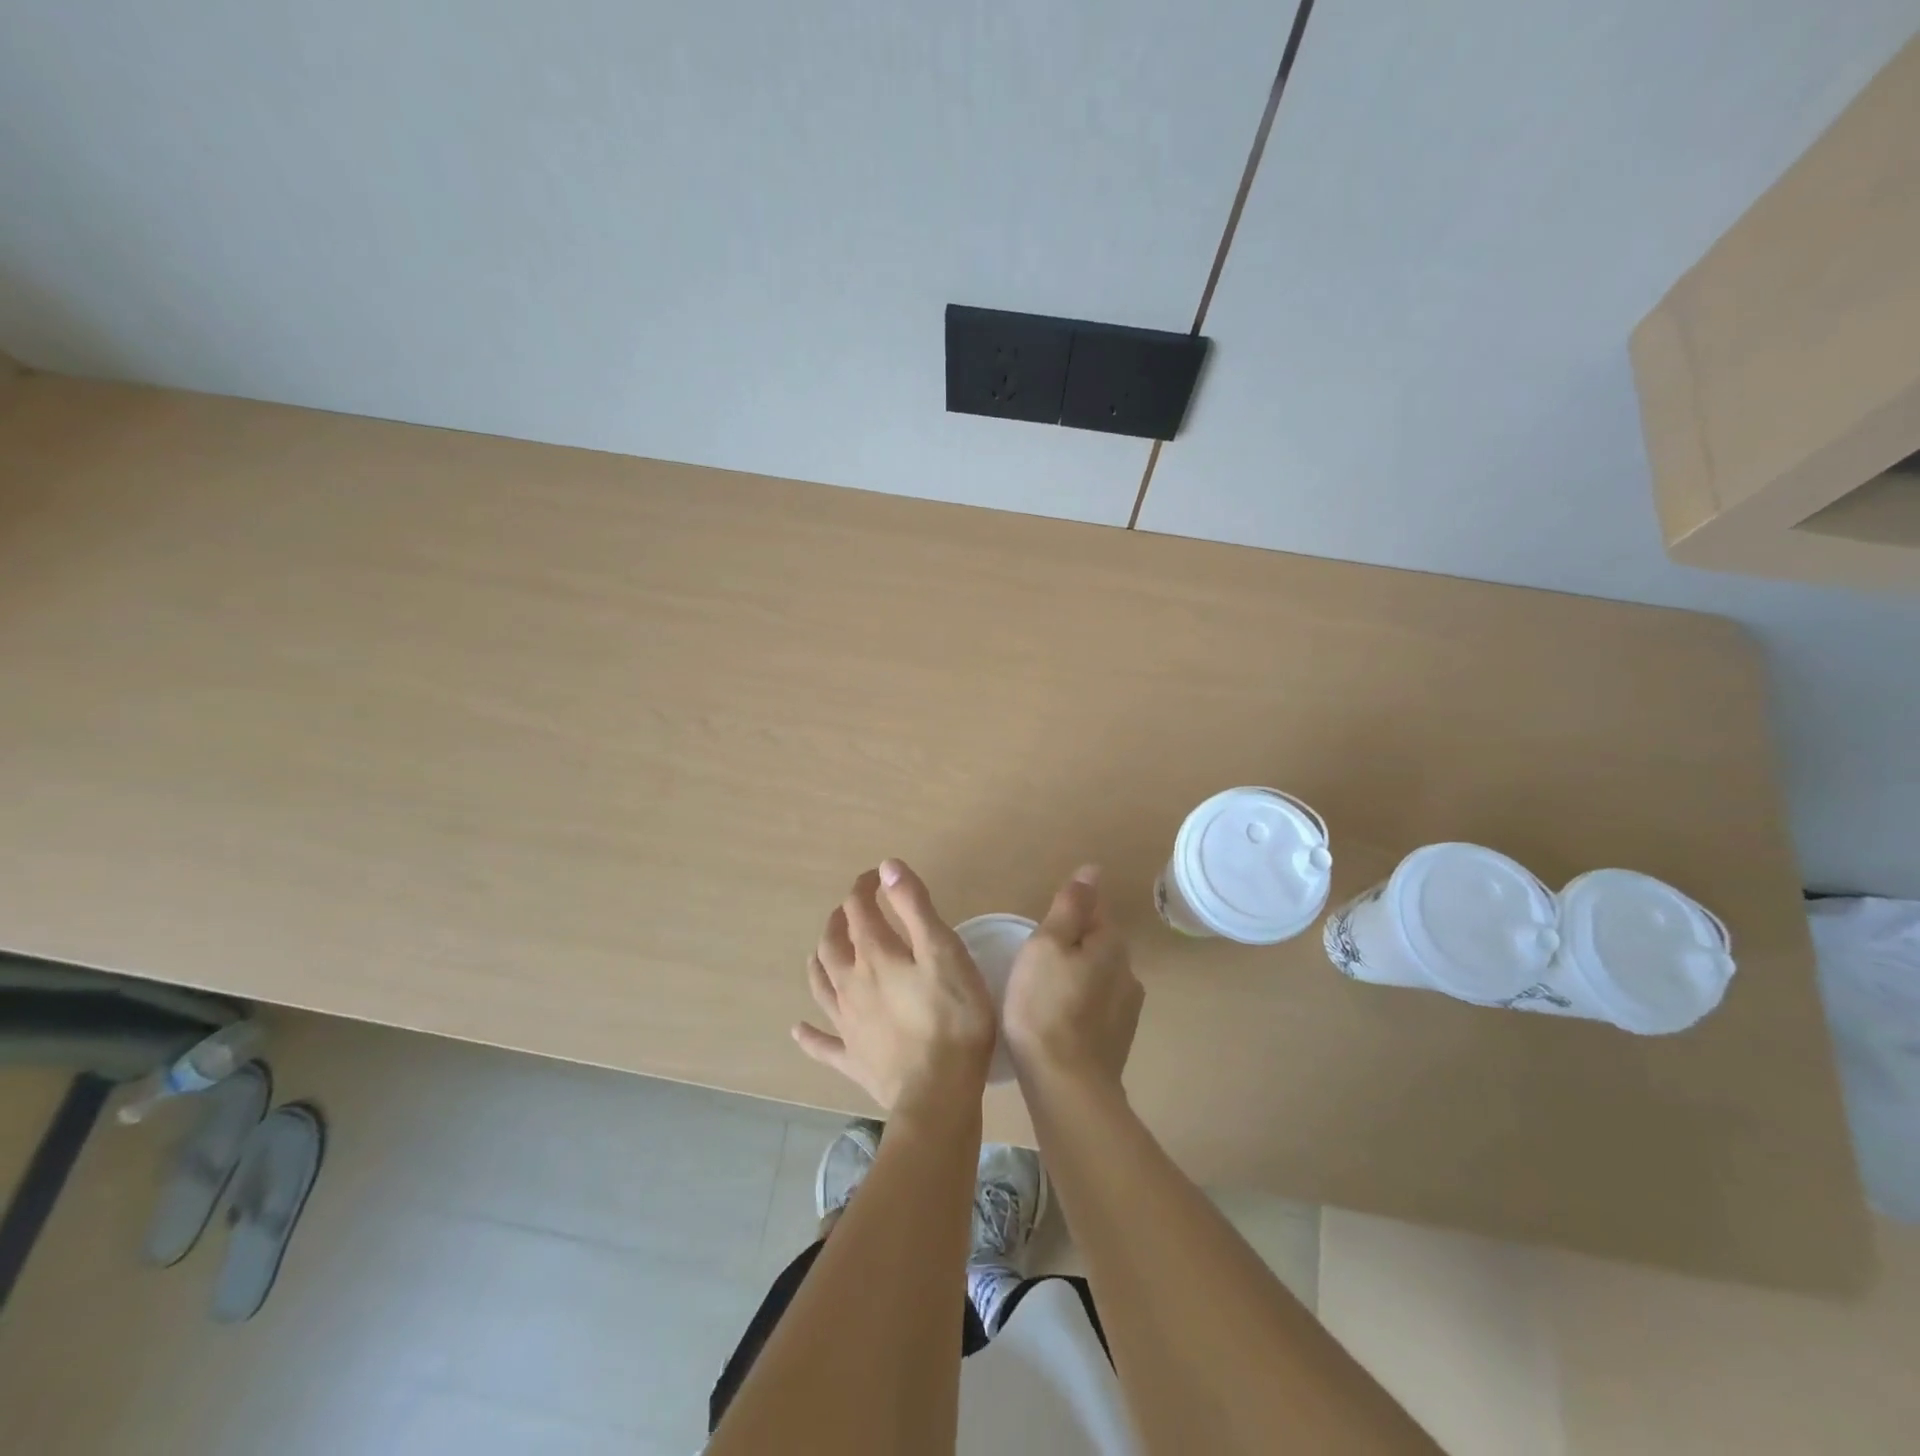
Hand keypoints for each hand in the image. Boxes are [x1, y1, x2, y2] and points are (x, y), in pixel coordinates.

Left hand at [794, 859, 996, 1116]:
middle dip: (839, 920)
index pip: (859, 910)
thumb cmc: (951, 1017)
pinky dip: (809, 1034)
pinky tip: (798, 1029)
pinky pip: (823, 1044)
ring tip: (822, 951)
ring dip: (820, 962)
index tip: (876, 878)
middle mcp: (851, 984)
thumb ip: (914, 906)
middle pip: (833, 944)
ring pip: (822, 985)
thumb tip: (887, 867)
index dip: (864, 888)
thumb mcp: (943, 951)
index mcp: (874, 956)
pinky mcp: (852, 1059)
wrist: (937, 1093)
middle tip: (851, 910)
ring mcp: (847, 1024)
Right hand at [1002, 865, 1142, 1091]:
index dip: (1069, 912)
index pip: (1096, 910)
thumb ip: (1070, 906)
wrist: (1067, 1086)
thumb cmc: (1045, 1005)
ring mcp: (1127, 1010)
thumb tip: (1093, 870)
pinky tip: (1057, 1020)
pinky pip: (1096, 1008)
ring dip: (1077, 977)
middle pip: (1099, 944)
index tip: (1043, 928)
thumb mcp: (1047, 944)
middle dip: (1073, 945)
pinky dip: (1079, 1006)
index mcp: (1112, 944)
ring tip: (1043, 991)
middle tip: (1036, 959)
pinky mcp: (1118, 1041)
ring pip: (1099, 977)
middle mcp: (1128, 972)